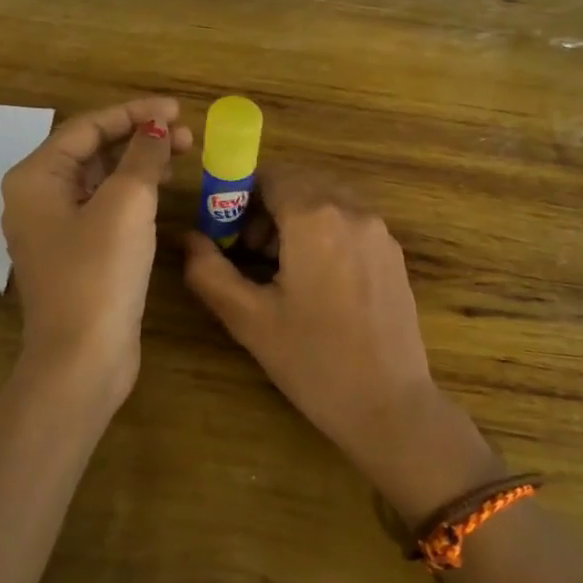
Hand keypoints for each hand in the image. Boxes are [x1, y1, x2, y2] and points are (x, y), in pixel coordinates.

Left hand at [0, 96, 193, 400]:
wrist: (82, 359)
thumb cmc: (98, 273)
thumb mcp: (126, 204)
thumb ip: (143, 157)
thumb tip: (156, 128)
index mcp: (35, 178)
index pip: (87, 127)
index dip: (134, 113)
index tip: (176, 110)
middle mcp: (37, 198)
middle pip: (92, 151)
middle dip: (139, 137)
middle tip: (186, 135)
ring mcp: (55, 229)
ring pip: (101, 180)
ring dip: (139, 164)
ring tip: (182, 156)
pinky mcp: (76, 254)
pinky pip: (105, 208)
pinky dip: (133, 194)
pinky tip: (162, 191)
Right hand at [183, 165, 450, 476]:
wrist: (390, 407)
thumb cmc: (313, 361)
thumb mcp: (249, 319)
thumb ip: (209, 271)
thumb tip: (188, 238)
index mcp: (315, 218)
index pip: (270, 175)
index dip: (240, 196)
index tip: (226, 233)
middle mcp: (352, 210)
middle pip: (299, 184)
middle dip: (267, 208)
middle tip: (248, 253)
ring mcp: (379, 231)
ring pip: (326, 201)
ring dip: (296, 219)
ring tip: (279, 271)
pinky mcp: (394, 253)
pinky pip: (350, 222)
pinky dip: (325, 233)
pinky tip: (316, 283)